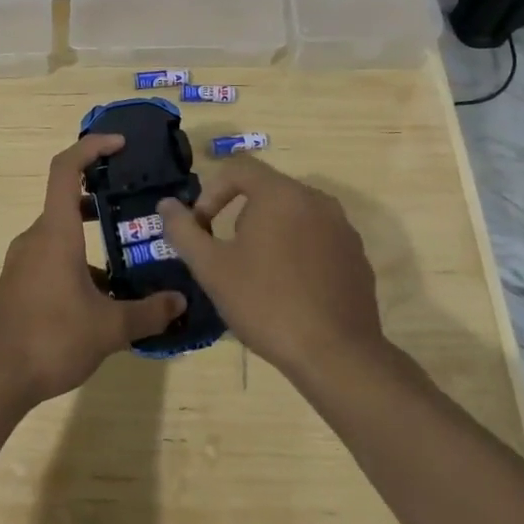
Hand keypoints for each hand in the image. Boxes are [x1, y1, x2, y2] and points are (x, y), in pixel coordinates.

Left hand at [0, 135, 187, 407]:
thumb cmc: (51, 339)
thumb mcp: (109, 328)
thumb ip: (148, 312)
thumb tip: (180, 302)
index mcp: (56, 232)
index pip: (66, 169)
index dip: (91, 147)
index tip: (120, 144)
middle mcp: (36, 238)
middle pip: (67, 201)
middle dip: (101, 198)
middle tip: (134, 204)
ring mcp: (23, 262)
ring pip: (61, 234)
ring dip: (91, 238)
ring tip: (127, 259)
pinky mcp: (18, 284)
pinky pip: (51, 259)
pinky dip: (77, 263)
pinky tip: (101, 297)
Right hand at [157, 159, 384, 384]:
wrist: (336, 355)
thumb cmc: (266, 303)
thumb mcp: (212, 268)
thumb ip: (184, 230)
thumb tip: (166, 205)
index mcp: (281, 194)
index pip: (239, 168)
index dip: (211, 192)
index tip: (202, 227)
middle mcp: (317, 200)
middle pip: (267, 191)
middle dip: (239, 216)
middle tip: (226, 255)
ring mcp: (342, 228)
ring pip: (294, 216)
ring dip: (269, 234)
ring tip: (257, 275)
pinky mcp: (357, 256)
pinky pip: (318, 240)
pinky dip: (298, 252)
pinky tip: (290, 291)